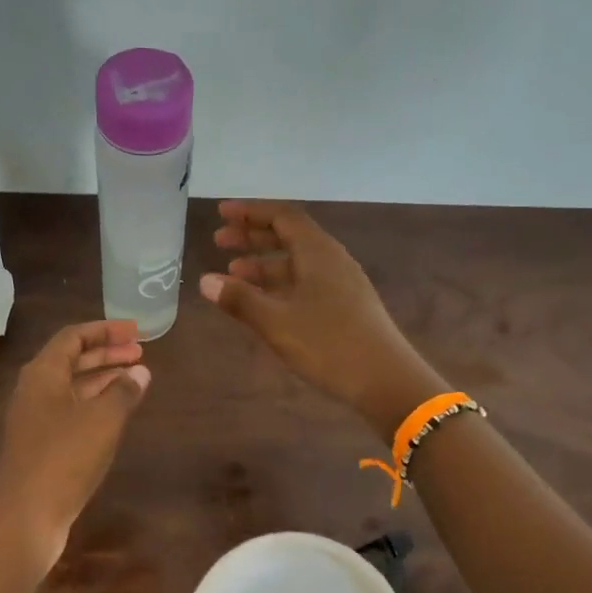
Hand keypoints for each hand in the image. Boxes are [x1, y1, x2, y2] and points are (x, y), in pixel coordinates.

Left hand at [0, 321, 150, 572]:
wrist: (25, 516)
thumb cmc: (64, 458)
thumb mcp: (103, 420)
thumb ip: (124, 392)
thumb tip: (140, 372)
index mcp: (43, 374)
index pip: (73, 337)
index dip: (105, 330)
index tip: (135, 331)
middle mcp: (34, 391)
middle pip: (71, 360)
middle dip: (106, 354)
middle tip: (140, 353)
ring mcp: (35, 419)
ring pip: (72, 387)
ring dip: (102, 379)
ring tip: (135, 379)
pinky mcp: (40, 445)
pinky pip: (70, 411)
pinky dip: (94, 404)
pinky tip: (116, 414)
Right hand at [200, 200, 443, 434]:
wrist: (385, 380)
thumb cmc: (328, 344)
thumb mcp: (276, 322)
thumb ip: (240, 300)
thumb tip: (205, 281)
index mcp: (317, 252)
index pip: (282, 216)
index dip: (250, 212)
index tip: (222, 214)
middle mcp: (332, 260)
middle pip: (289, 236)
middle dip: (253, 237)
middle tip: (219, 242)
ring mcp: (341, 284)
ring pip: (297, 263)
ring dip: (264, 264)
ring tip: (233, 275)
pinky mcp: (346, 306)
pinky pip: (306, 282)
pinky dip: (280, 285)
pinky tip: (265, 302)